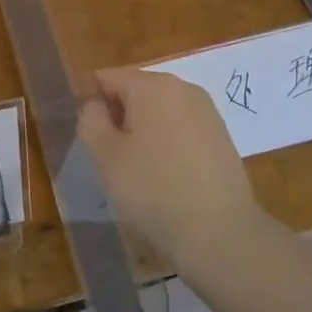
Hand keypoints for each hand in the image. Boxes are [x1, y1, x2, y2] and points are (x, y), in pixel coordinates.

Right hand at [78, 68, 263, 262]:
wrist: (220, 233)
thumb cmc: (153, 189)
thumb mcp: (104, 155)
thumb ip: (90, 119)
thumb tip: (97, 105)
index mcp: (153, 85)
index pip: (107, 78)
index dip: (92, 105)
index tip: (93, 140)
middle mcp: (183, 88)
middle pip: (135, 90)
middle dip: (120, 116)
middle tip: (114, 158)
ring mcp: (207, 111)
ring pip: (159, 110)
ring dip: (143, 130)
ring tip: (141, 169)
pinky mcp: (222, 136)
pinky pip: (181, 127)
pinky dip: (167, 142)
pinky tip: (168, 175)